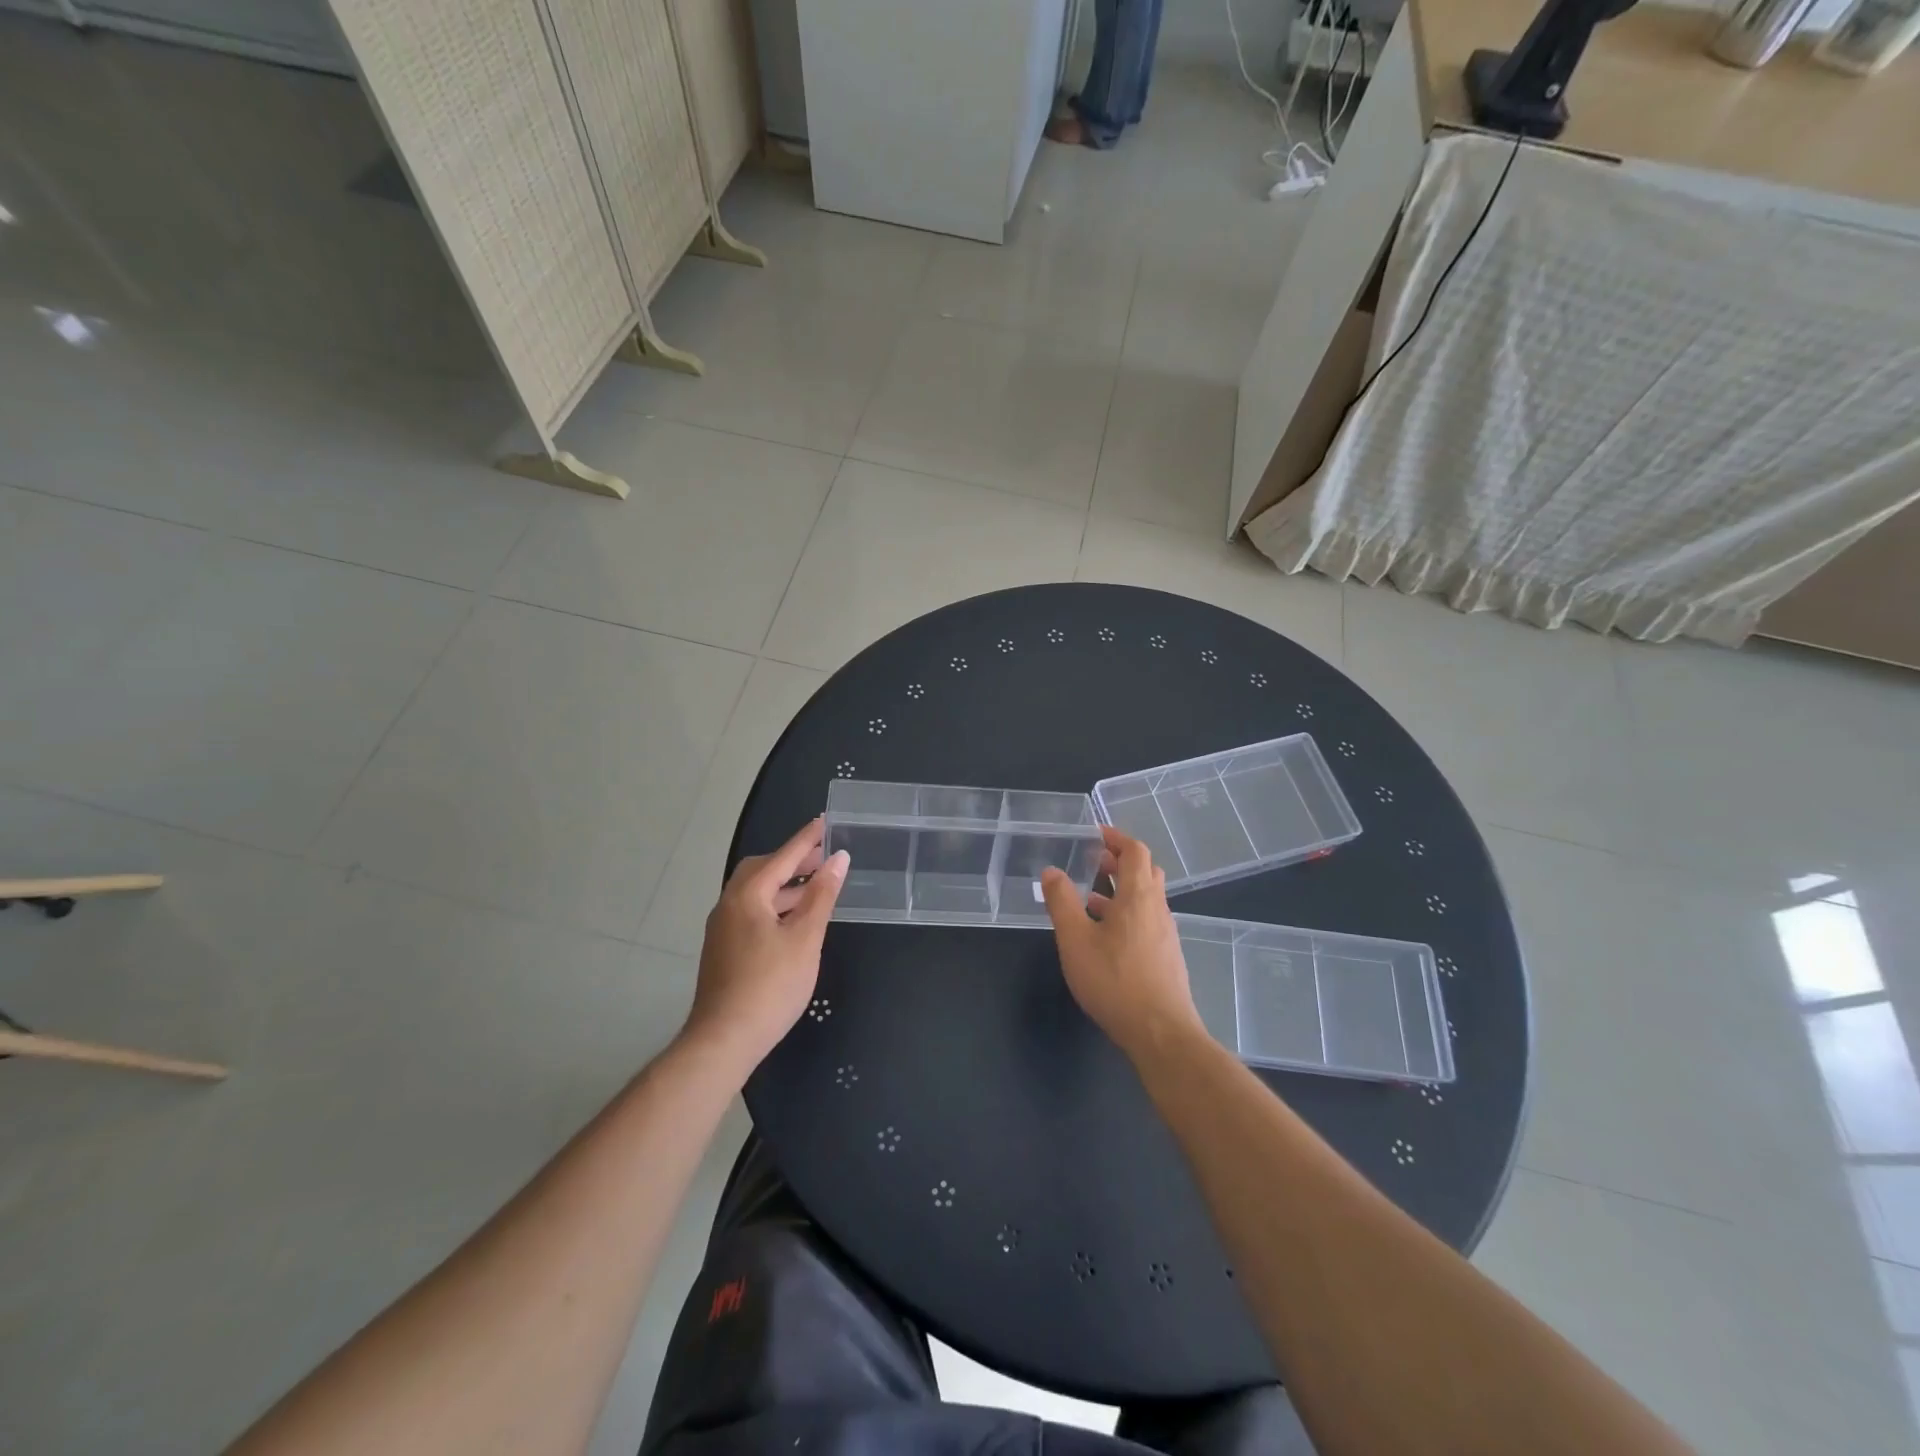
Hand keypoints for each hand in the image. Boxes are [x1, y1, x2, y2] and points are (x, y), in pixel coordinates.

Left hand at [685, 818, 847, 1072]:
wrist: (724, 1040)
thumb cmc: (770, 985)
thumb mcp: (805, 938)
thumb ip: (822, 895)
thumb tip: (837, 859)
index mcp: (748, 895)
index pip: (783, 857)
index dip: (807, 840)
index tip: (825, 821)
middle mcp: (729, 904)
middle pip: (763, 870)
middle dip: (794, 861)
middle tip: (824, 858)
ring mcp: (723, 928)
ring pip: (757, 893)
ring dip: (786, 885)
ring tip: (817, 887)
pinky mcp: (724, 949)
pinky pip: (752, 911)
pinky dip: (776, 905)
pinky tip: (795, 920)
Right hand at [1041, 826, 1203, 1060]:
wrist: (1160, 1033)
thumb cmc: (1114, 981)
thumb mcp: (1075, 940)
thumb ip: (1061, 902)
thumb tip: (1051, 871)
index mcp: (1138, 896)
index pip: (1136, 851)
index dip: (1117, 838)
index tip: (1095, 834)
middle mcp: (1157, 908)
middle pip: (1145, 871)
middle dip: (1120, 860)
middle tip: (1094, 861)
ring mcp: (1165, 933)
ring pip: (1147, 897)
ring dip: (1122, 888)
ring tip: (1091, 897)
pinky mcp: (1166, 955)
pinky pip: (1147, 919)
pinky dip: (1127, 912)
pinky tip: (1105, 935)